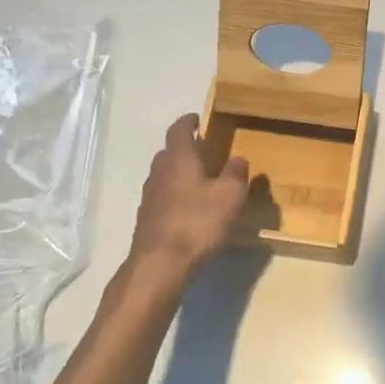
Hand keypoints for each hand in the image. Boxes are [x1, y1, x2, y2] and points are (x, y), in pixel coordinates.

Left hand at [129, 114, 249, 275]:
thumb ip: (236, 173)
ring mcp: (149, 196)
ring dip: (180, 174)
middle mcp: (159, 171)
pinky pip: (163, 197)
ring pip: (165, 175)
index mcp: (179, 158)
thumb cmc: (198, 221)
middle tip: (206, 153)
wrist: (160, 264)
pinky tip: (191, 210)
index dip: (188, 122)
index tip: (198, 119)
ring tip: (202, 182)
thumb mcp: (230, 195)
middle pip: (170, 152)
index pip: (179, 129)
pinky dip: (176, 196)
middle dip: (186, 149)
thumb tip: (238, 159)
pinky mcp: (147, 218)